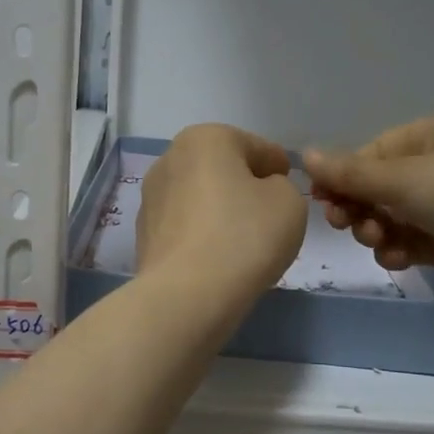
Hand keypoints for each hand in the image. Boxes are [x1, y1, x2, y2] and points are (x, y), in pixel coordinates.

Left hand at [138, 125, 306, 302]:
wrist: (187, 295)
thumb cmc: (245, 236)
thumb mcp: (289, 202)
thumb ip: (282, 187)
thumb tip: (260, 192)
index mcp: (206, 138)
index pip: (256, 148)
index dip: (279, 168)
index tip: (290, 189)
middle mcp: (170, 159)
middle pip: (222, 170)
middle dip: (244, 188)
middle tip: (269, 216)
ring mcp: (151, 198)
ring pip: (200, 198)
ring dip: (220, 211)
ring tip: (243, 242)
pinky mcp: (144, 235)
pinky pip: (185, 227)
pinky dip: (202, 236)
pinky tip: (217, 258)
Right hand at [304, 111, 433, 307]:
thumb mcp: (400, 178)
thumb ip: (349, 173)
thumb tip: (304, 155)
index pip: (375, 152)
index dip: (346, 176)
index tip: (322, 199)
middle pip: (382, 186)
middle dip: (360, 207)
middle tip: (342, 224)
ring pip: (394, 216)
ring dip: (377, 230)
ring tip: (377, 241)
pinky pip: (414, 241)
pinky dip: (399, 249)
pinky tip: (396, 258)